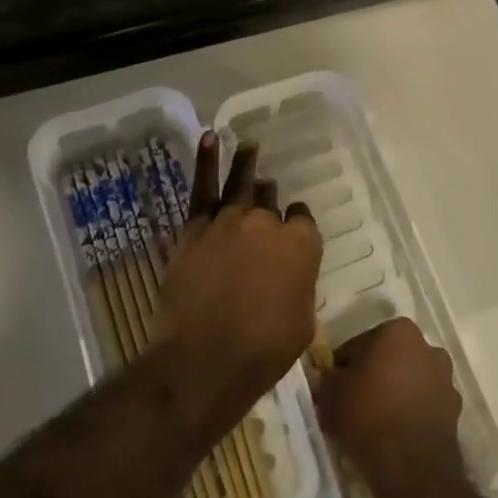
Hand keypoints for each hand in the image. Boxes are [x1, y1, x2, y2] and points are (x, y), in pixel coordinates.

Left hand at [155, 132, 323, 411]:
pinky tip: (209, 138)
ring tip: (249, 144)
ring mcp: (230, 221)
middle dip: (269, 197)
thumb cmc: (264, 350)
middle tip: (266, 194)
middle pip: (270, 200)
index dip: (297, 224)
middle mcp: (268, 223)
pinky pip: (202, 187)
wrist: (205, 359)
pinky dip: (205, 160)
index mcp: (302, 245)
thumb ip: (300, 288)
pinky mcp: (195, 229)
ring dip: (246, 163)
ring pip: (241, 184)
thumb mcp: (302, 324)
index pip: (302, 219)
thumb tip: (290, 278)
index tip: (292, 230)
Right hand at [315, 318, 463, 496]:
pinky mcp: (455, 409)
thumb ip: (325, 378)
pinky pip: (425, 405)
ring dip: (396, 393)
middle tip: (353, 403)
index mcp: (397, 331)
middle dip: (374, 375)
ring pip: (410, 380)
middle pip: (389, 359)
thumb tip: (324, 376)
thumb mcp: (330, 395)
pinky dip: (412, 413)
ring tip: (376, 422)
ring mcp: (445, 378)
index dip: (342, 367)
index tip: (334, 388)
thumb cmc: (367, 416)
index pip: (358, 345)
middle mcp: (426, 345)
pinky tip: (396, 434)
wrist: (411, 466)